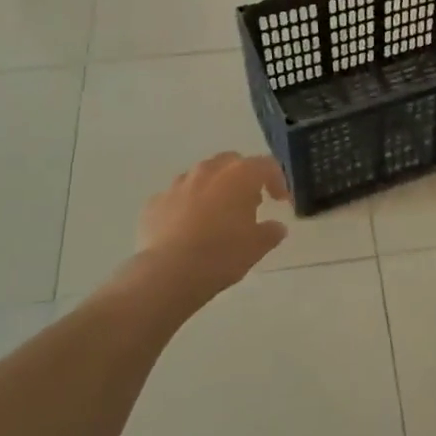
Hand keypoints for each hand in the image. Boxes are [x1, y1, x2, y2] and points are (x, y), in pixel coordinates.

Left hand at [136, 152, 289, 294]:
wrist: (168, 273)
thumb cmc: (222, 254)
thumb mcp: (257, 246)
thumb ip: (271, 232)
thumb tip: (276, 227)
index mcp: (239, 175)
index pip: (266, 165)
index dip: (277, 181)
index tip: (280, 201)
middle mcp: (208, 170)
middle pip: (231, 162)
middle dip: (242, 178)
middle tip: (248, 203)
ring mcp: (178, 184)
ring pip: (201, 177)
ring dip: (213, 190)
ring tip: (217, 216)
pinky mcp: (154, 202)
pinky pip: (177, 197)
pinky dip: (186, 206)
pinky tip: (188, 229)